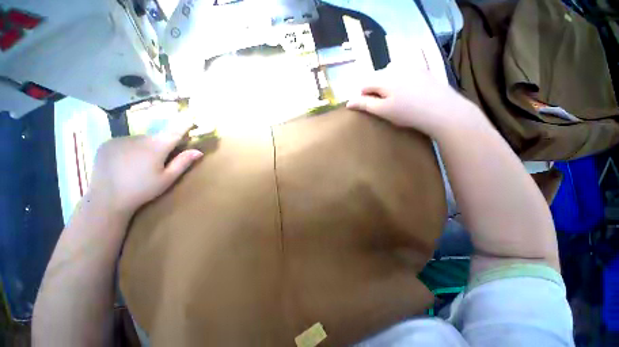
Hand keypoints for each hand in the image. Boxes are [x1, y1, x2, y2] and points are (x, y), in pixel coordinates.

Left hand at [87, 118, 202, 215]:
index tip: (191, 116)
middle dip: (161, 146)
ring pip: (140, 140)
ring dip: (144, 148)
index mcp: (156, 147)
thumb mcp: (167, 179)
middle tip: (158, 162)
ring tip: (138, 166)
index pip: (174, 132)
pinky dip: (129, 149)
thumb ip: (183, 162)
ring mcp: (120, 139)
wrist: (106, 199)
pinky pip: (125, 142)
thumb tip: (199, 151)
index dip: (184, 124)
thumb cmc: (142, 190)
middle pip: (156, 138)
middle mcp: (139, 138)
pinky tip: (124, 163)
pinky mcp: (107, 143)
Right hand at [346, 64, 482, 137]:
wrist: (442, 110)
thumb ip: (364, 104)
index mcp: (383, 78)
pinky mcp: (423, 68)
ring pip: (390, 72)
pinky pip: (405, 68)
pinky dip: (400, 76)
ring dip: (387, 82)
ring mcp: (411, 65)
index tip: (369, 107)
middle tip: (382, 105)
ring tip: (394, 97)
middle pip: (376, 77)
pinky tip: (406, 87)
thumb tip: (349, 102)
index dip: (363, 96)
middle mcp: (395, 67)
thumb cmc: (408, 113)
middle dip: (374, 89)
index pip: (364, 84)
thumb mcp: (383, 111)